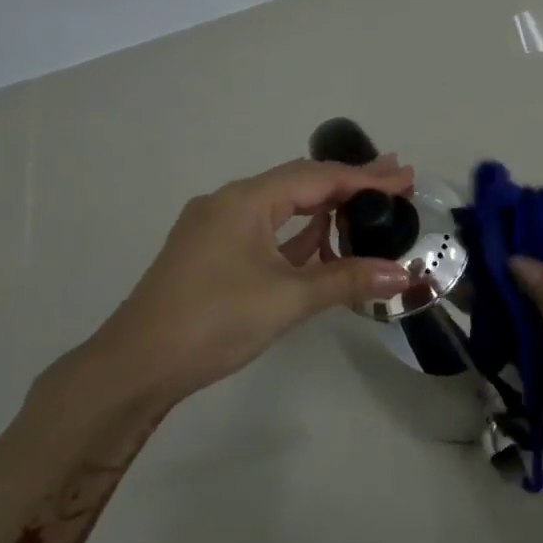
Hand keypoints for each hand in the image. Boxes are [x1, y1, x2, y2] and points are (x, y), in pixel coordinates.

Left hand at [72, 158, 415, 412]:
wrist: (137, 365)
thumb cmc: (214, 322)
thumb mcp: (288, 299)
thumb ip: (347, 280)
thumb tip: (403, 274)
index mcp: (244, 202)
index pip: (317, 178)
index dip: (365, 178)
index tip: (405, 177)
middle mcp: (229, 204)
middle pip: (299, 183)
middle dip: (349, 183)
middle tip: (396, 181)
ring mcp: (218, 229)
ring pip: (282, 207)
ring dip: (325, 207)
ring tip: (369, 206)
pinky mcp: (214, 254)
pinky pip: (267, 230)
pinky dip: (300, 232)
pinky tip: (323, 239)